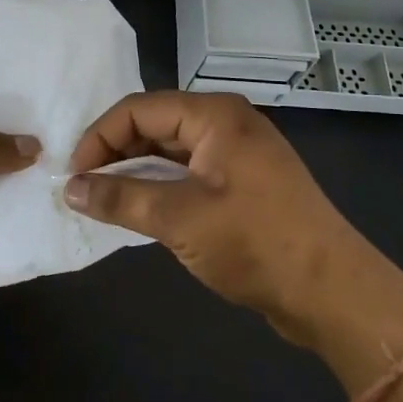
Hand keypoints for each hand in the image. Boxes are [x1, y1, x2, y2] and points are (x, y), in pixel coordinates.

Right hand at [64, 90, 371, 343]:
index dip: (99, 137)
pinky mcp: (243, 183)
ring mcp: (238, 153)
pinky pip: (189, 173)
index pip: (138, 109)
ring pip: (170, 151)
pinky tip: (140, 210)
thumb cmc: (255, 243)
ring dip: (135, 172)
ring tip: (103, 200)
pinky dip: (160, 187)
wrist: (333, 292)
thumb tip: (69, 187)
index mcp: (214, 115)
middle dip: (115, 153)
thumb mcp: (179, 219)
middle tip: (83, 187)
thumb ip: (121, 198)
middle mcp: (226, 123)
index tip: (73, 174)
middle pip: (154, 125)